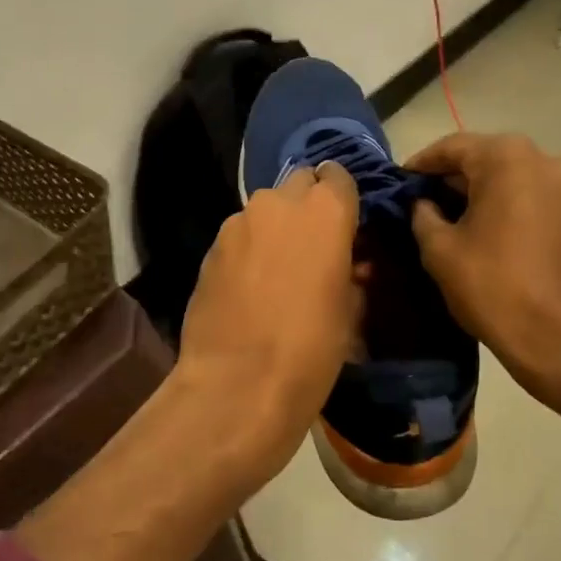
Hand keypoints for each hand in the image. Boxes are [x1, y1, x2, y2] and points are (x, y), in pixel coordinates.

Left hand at [175, 163, 361, 488]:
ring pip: (265, 209)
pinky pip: (239, 234)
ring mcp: (239, 221)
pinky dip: (248, 248)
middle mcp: (280, 201)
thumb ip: (350, 272)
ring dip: (275, 226)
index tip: (345, 222)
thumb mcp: (350, 311)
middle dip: (307, 204)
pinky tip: (248, 285)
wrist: (238, 384)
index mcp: (326, 210)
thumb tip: (346, 265)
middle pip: (299, 182)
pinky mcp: (210, 246)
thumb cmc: (311, 348)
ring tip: (277, 268)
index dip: (342, 197)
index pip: (338, 176)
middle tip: (312, 243)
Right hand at [405, 132, 560, 415]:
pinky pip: (528, 194)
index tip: (399, 182)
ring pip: (508, 175)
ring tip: (446, 214)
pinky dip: (503, 202)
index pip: (452, 147)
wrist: (559, 338)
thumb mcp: (439, 248)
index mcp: (507, 157)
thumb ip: (422, 213)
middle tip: (419, 198)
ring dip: (478, 190)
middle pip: (483, 157)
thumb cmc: (493, 285)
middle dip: (450, 177)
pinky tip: (480, 226)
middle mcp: (542, 158)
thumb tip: (424, 203)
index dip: (421, 164)